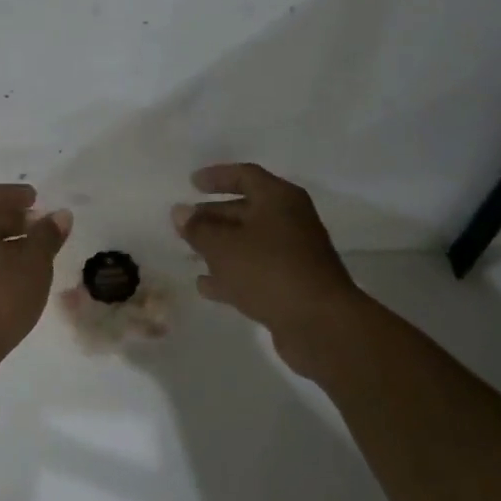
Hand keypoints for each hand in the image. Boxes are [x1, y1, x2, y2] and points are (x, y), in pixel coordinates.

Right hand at [173, 163, 363, 372]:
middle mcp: (290, 221)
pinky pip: (256, 271)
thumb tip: (180, 212)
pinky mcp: (292, 285)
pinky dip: (232, 274)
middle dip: (214, 215)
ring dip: (220, 246)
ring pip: (249, 243)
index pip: (245, 175)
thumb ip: (198, 228)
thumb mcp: (223, 246)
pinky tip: (205, 285)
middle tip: (184, 222)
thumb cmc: (268, 270)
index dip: (217, 177)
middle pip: (246, 210)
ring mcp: (294, 255)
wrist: (320, 324)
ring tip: (189, 253)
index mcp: (279, 200)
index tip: (191, 183)